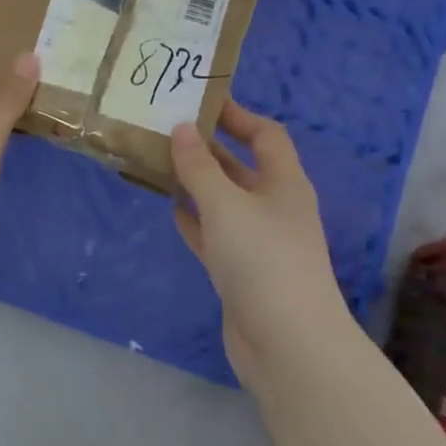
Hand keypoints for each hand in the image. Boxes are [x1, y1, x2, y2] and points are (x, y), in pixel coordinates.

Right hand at [170, 100, 353, 388]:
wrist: (287, 344)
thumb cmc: (262, 260)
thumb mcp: (226, 204)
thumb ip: (199, 166)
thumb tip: (181, 128)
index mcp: (284, 183)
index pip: (266, 135)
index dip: (237, 115)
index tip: (200, 102)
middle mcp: (275, 207)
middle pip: (241, 167)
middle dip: (208, 149)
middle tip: (166, 131)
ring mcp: (259, 242)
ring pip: (224, 201)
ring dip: (197, 184)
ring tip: (159, 163)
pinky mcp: (242, 272)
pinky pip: (215, 235)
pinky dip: (196, 220)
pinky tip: (171, 209)